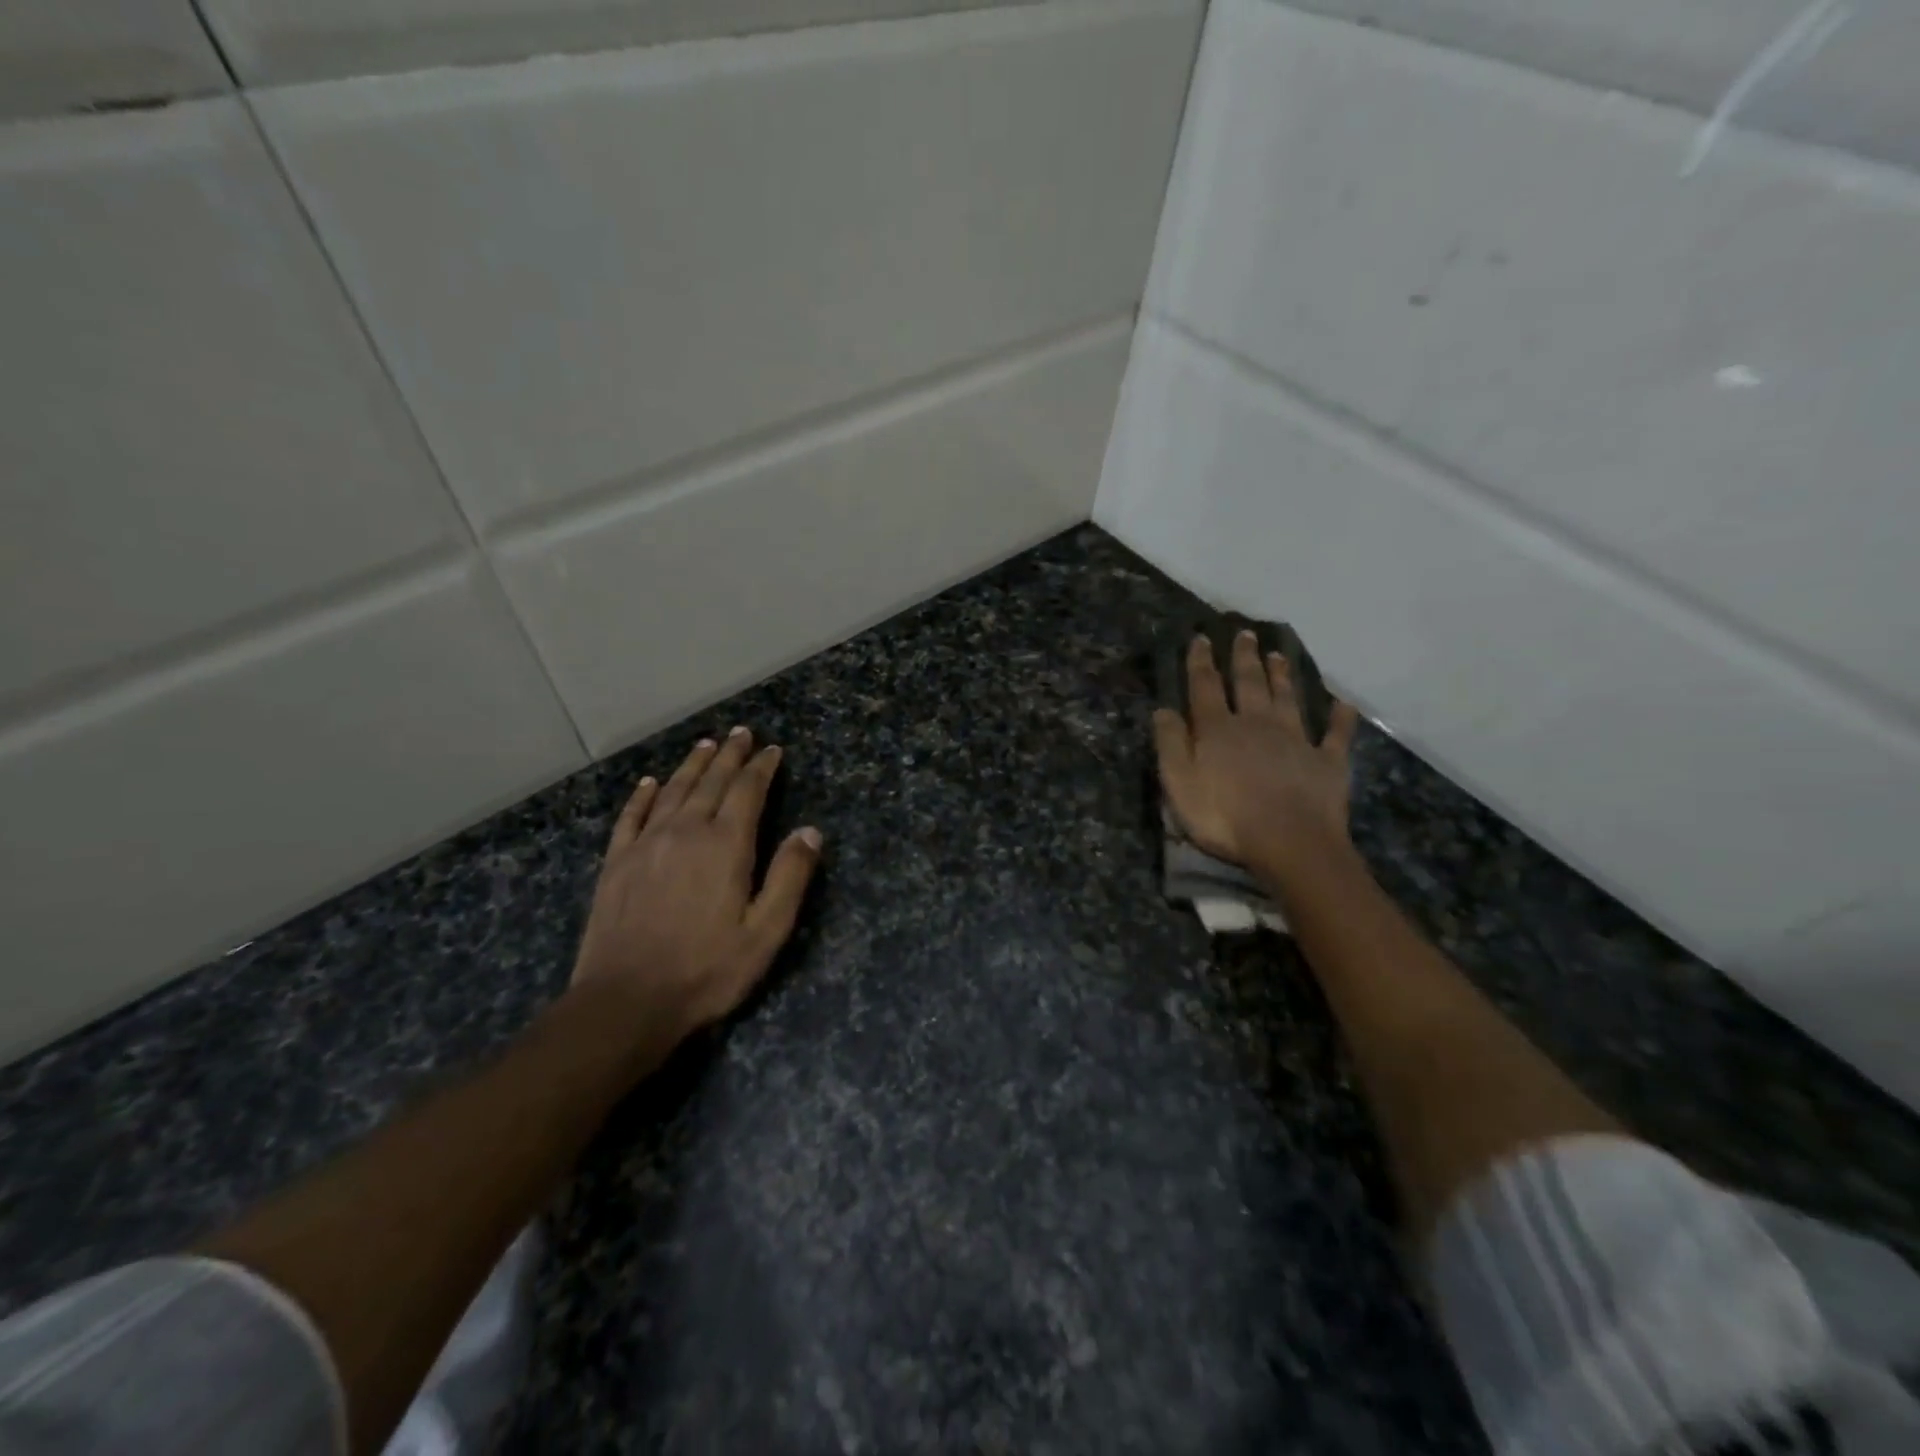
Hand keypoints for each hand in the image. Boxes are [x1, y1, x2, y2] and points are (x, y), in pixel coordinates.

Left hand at [570, 727, 821, 1057]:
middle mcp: (685, 832)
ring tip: (706, 744)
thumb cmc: (706, 970)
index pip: (748, 791)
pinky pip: (631, 816)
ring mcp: (646, 844)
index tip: (773, 749)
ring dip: (692, 765)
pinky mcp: (616, 863)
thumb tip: (810, 831)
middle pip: (711, 782)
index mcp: (725, 846)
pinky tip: (650, 782)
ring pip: (673, 791)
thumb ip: (789, 878)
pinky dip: (643, 795)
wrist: (626, 1001)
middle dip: (730, 756)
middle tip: (742, 733)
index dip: (762, 767)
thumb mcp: (765, 933)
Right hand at [1153, 631, 1358, 881]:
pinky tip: (1344, 704)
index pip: (1205, 687)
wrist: (1290, 842)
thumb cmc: (1224, 817)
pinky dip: (1340, 718)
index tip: (1201, 637)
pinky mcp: (1327, 761)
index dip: (1200, 662)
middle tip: (1245, 634)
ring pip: (1287, 699)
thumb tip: (1163, 709)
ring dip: (1282, 676)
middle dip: (1244, 658)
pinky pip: (1336, 734)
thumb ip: (1171, 744)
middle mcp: (1257, 724)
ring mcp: (1296, 740)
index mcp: (1218, 730)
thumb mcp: (1179, 783)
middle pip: (1249, 683)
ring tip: (1279, 654)